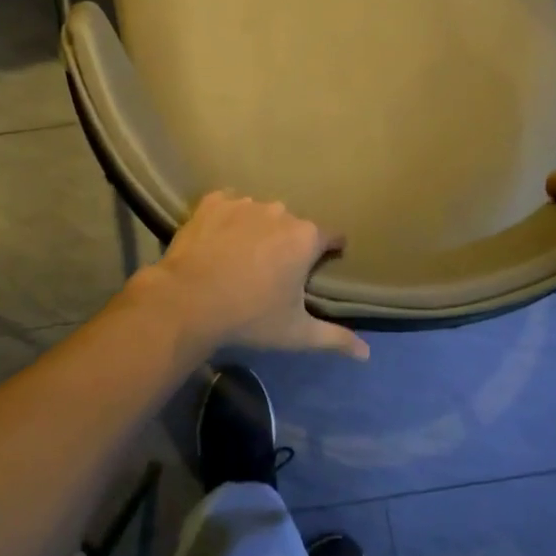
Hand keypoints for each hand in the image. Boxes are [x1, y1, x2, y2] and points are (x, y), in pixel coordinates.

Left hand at [137, 192, 368, 359]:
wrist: (188, 300)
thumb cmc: (249, 316)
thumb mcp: (296, 333)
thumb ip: (335, 338)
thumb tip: (367, 354)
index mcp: (305, 237)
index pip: (331, 236)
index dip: (329, 250)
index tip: (321, 264)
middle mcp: (279, 211)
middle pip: (293, 225)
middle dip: (288, 242)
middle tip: (272, 269)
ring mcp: (244, 203)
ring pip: (260, 213)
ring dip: (257, 229)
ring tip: (241, 255)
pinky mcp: (213, 202)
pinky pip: (228, 204)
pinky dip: (227, 218)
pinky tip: (218, 239)